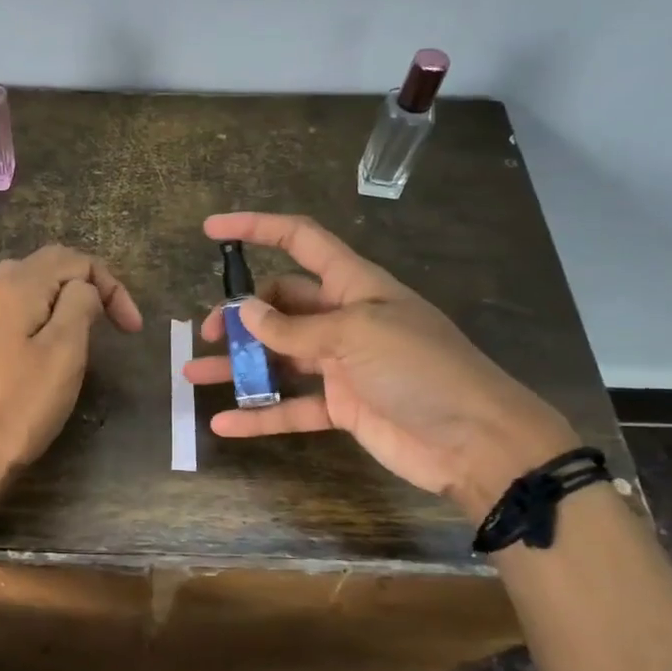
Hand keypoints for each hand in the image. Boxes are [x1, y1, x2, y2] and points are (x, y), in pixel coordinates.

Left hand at [0, 244, 142, 488]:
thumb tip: (83, 289)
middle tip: (112, 323)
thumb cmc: (18, 407)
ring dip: (62, 301)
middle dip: (87, 287)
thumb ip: (80, 305)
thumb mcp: (64, 352)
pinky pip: (11, 312)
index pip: (74, 260)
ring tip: (85, 332)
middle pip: (48, 267)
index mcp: (17, 285)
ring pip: (28, 289)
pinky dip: (38, 318)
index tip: (132, 330)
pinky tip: (44, 347)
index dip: (111, 287)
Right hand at [185, 212, 575, 517]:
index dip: (257, 228)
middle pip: (281, 304)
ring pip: (277, 357)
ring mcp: (341, 365)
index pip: (300, 241)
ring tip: (194, 372)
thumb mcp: (356, 335)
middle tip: (211, 333)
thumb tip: (246, 312)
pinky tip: (222, 423)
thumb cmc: (421, 369)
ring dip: (238, 365)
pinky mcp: (341, 407)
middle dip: (242, 314)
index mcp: (355, 285)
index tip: (211, 228)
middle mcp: (344, 319)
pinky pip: (290, 406)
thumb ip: (295, 327)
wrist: (476, 442)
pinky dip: (258, 414)